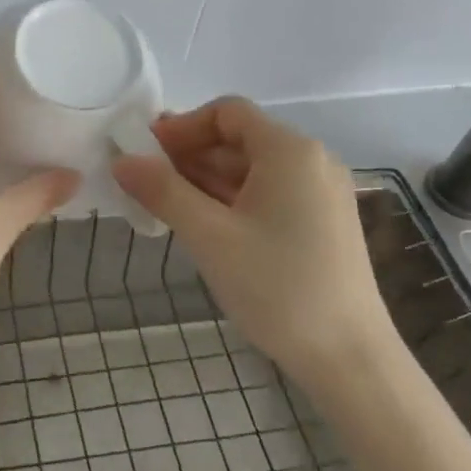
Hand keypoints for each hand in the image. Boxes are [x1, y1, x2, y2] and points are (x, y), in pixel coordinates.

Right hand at [112, 97, 400, 397]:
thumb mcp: (209, 236)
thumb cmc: (276, 287)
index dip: (181, 127)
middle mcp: (311, 161)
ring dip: (204, 181)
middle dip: (188, 156)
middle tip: (145, 184)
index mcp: (290, 151)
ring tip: (164, 207)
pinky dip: (230, 201)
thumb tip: (122, 160)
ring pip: (250, 170)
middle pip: (238, 140)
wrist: (348, 358)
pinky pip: (266, 195)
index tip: (145, 155)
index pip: (226, 113)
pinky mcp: (321, 223)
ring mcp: (320, 194)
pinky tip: (202, 226)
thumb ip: (162, 191)